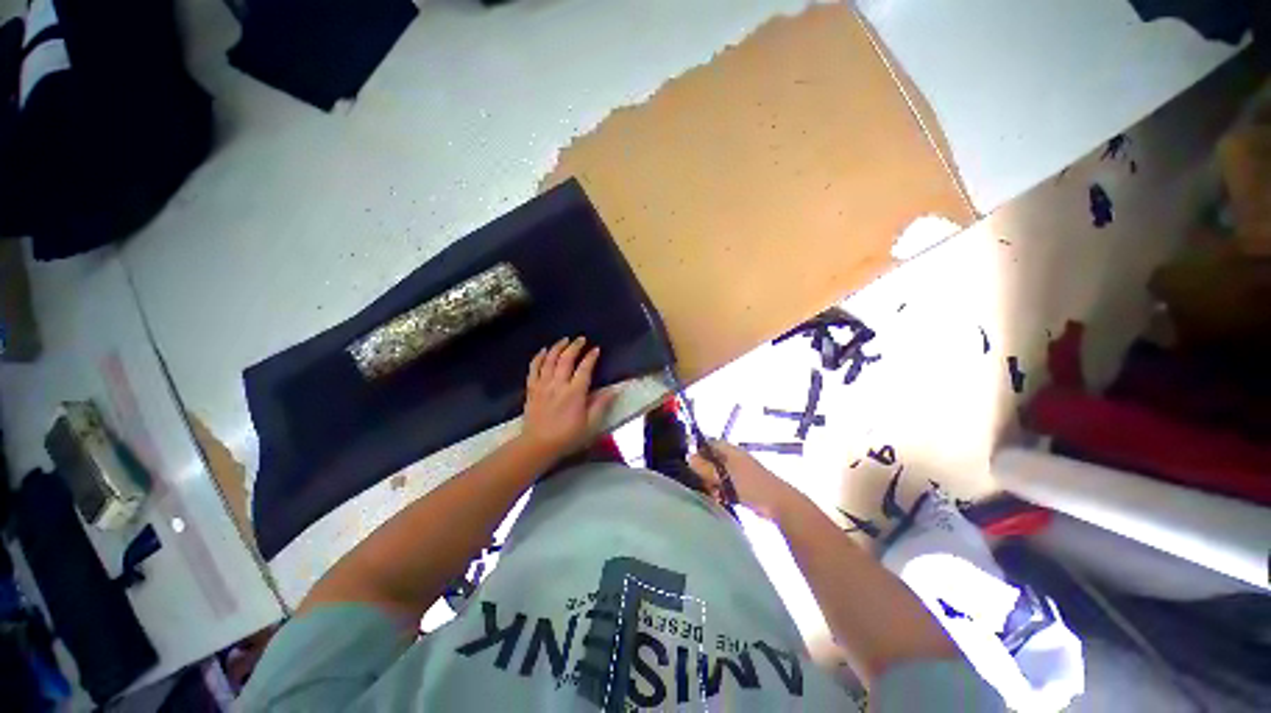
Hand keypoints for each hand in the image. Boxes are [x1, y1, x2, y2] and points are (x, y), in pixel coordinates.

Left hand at [520, 337, 616, 459]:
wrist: (538, 445)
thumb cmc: (567, 436)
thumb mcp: (590, 424)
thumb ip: (601, 405)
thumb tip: (614, 389)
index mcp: (575, 393)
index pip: (584, 369)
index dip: (591, 357)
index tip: (596, 349)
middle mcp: (558, 385)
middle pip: (566, 359)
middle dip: (575, 346)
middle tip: (581, 339)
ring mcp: (543, 385)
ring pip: (549, 360)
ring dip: (557, 347)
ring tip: (564, 340)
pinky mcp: (531, 389)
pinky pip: (533, 369)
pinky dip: (538, 357)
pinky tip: (543, 350)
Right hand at [689, 441, 801, 519]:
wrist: (778, 503)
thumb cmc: (750, 485)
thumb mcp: (724, 475)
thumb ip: (705, 467)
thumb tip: (689, 457)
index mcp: (730, 450)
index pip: (709, 443)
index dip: (698, 450)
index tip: (690, 463)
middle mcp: (733, 458)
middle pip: (712, 459)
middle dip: (704, 470)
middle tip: (700, 482)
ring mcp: (739, 471)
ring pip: (717, 473)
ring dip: (711, 482)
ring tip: (710, 492)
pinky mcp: (742, 485)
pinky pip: (725, 484)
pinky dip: (720, 490)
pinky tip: (719, 498)